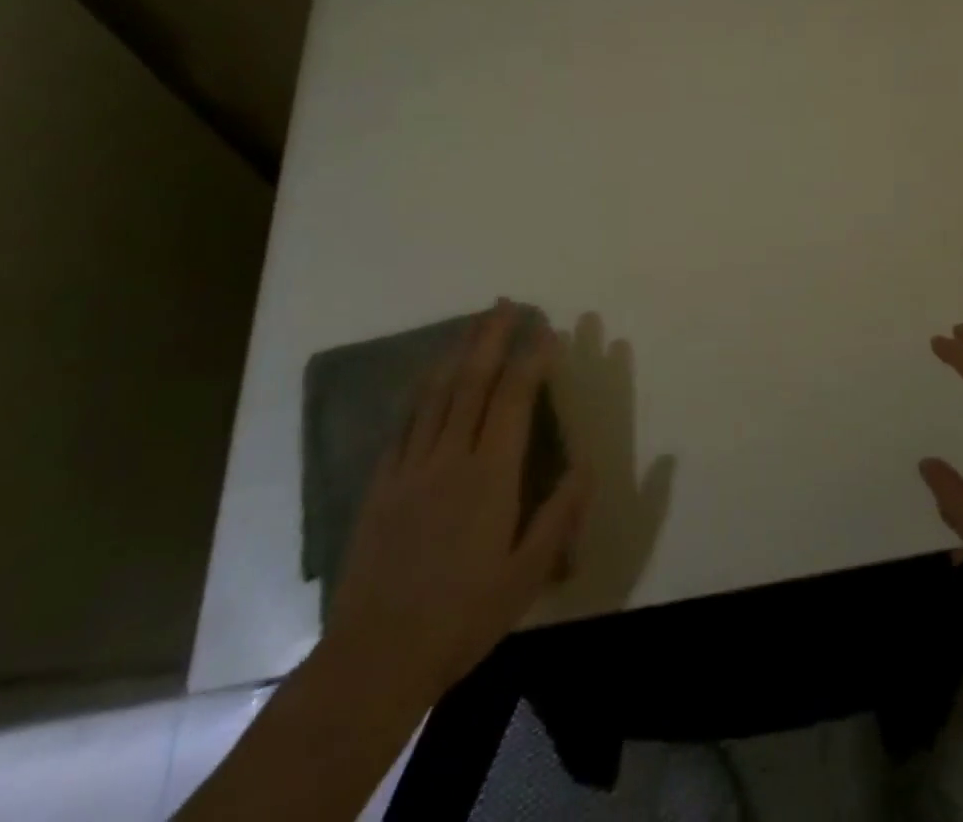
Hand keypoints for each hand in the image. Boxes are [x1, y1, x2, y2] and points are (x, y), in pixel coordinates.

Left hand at [322, 300, 589, 700]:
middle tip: (505, 304)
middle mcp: (450, 458)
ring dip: (456, 353)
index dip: (531, 358)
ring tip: (472, 324)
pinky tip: (427, 378)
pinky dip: (421, 392)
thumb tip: (587, 461)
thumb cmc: (463, 616)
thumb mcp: (527, 574)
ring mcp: (410, 468)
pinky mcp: (382, 485)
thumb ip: (560, 514)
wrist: (375, 658)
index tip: (545, 329)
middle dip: (491, 338)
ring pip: (436, 395)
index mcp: (490, 476)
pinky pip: (404, 424)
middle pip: (472, 382)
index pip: (514, 399)